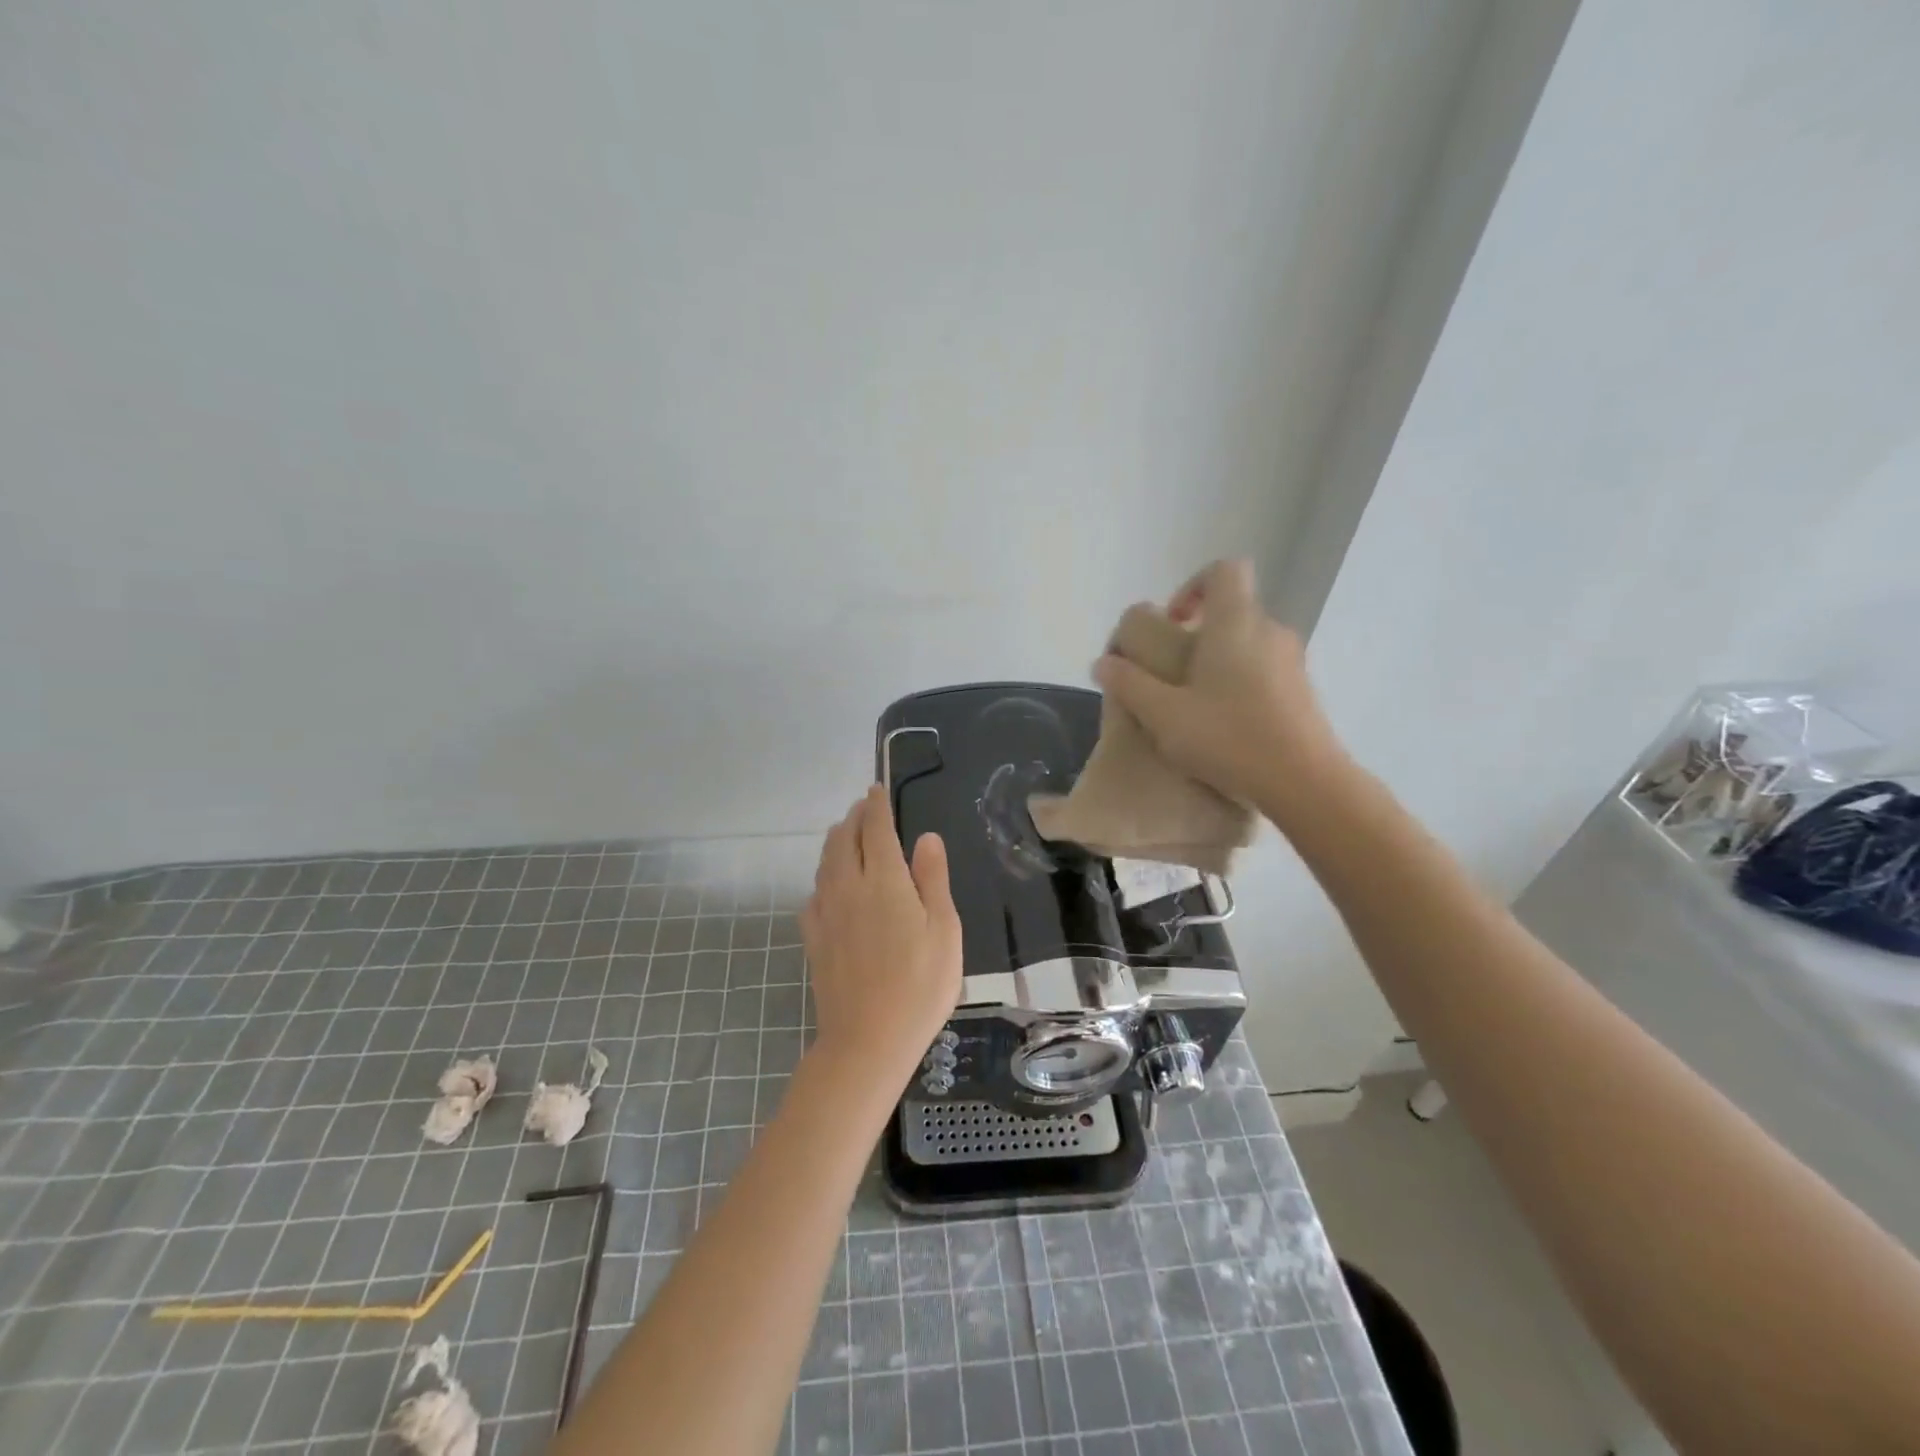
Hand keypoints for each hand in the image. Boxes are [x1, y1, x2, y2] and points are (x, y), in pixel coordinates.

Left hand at [800, 785, 962, 1081]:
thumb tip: (925, 837)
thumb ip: (932, 879)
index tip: (876, 789)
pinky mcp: (813, 937)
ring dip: (836, 841)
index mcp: (885, 880)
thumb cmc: (920, 986)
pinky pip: (814, 893)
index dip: (876, 805)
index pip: (876, 829)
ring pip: (825, 863)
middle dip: (854, 818)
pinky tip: (829, 886)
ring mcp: (826, 912)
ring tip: (846, 835)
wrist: (868, 1040)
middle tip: (864, 808)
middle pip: (844, 839)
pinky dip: (823, 876)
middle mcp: (849, 887)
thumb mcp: (944, 930)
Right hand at [1094, 559, 1345, 815]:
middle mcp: (1269, 630)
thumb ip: (1129, 684)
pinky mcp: (1303, 690)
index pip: (1224, 569)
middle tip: (1170, 674)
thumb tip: (1103, 662)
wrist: (1305, 783)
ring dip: (1217, 661)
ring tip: (1193, 704)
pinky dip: (1239, 683)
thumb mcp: (1163, 715)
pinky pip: (1264, 670)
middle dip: (1197, 634)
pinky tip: (1223, 725)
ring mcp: (1291, 660)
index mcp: (1235, 623)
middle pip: (1232, 609)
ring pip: (1247, 643)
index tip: (1172, 622)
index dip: (1193, 585)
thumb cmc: (1230, 738)